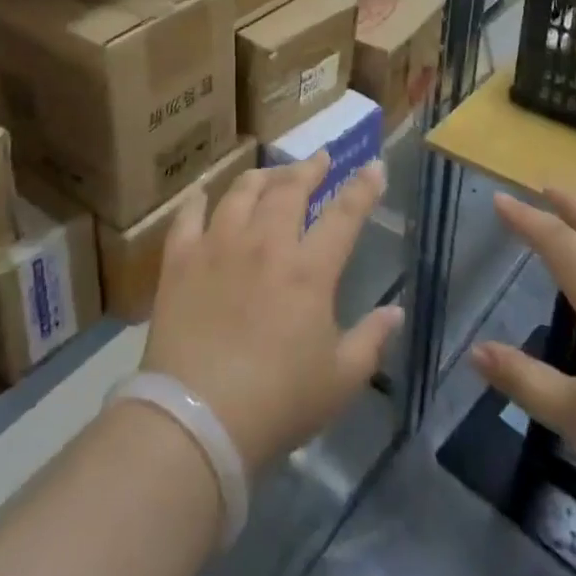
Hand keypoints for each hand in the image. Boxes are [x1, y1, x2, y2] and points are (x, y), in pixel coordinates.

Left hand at [142, 155, 401, 473]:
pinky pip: (189, 216)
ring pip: (242, 192)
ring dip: (262, 177)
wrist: (197, 417)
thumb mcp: (340, 380)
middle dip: (309, 168)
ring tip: (270, 174)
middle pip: (289, 190)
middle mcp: (265, 243)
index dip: (362, 188)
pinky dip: (199, 201)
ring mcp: (218, 245)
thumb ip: (371, 340)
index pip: (344, 215)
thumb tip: (395, 312)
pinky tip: (204, 196)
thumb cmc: (278, 402)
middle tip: (319, 158)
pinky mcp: (180, 259)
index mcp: (309, 270)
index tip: (373, 166)